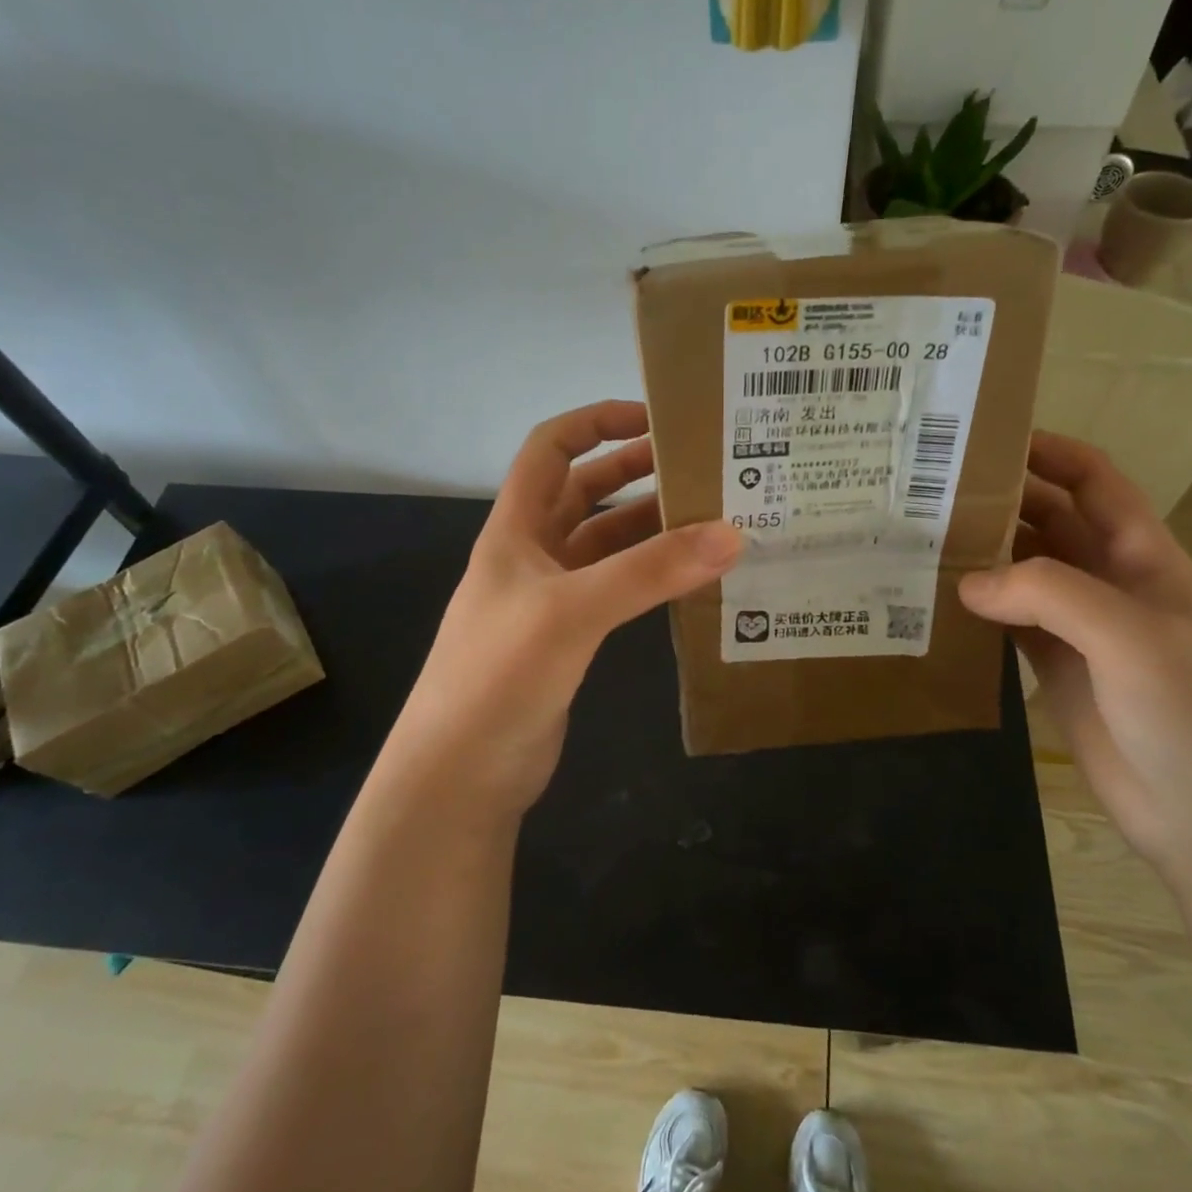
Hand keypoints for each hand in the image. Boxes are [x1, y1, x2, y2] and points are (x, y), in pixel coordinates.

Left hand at [386, 401, 740, 817]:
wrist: (461, 772)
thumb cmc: (499, 674)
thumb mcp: (573, 611)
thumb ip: (650, 572)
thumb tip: (731, 534)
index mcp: (516, 528)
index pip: (550, 449)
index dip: (595, 422)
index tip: (654, 418)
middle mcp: (532, 554)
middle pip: (584, 492)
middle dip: (634, 471)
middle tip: (698, 466)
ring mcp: (550, 598)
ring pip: (605, 543)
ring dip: (648, 527)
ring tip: (709, 518)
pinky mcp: (568, 638)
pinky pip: (615, 589)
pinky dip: (648, 576)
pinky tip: (688, 578)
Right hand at [960, 433, 1191, 879]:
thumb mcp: (1131, 637)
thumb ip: (1048, 594)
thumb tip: (965, 580)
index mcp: (1143, 557)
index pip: (1094, 482)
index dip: (1049, 452)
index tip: (985, 438)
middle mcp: (1108, 583)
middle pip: (1048, 522)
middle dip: (999, 501)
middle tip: (927, 491)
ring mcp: (1080, 630)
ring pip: (1021, 573)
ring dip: (980, 555)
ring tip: (917, 540)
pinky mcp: (1054, 670)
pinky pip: (1007, 623)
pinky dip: (975, 609)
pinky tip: (934, 602)